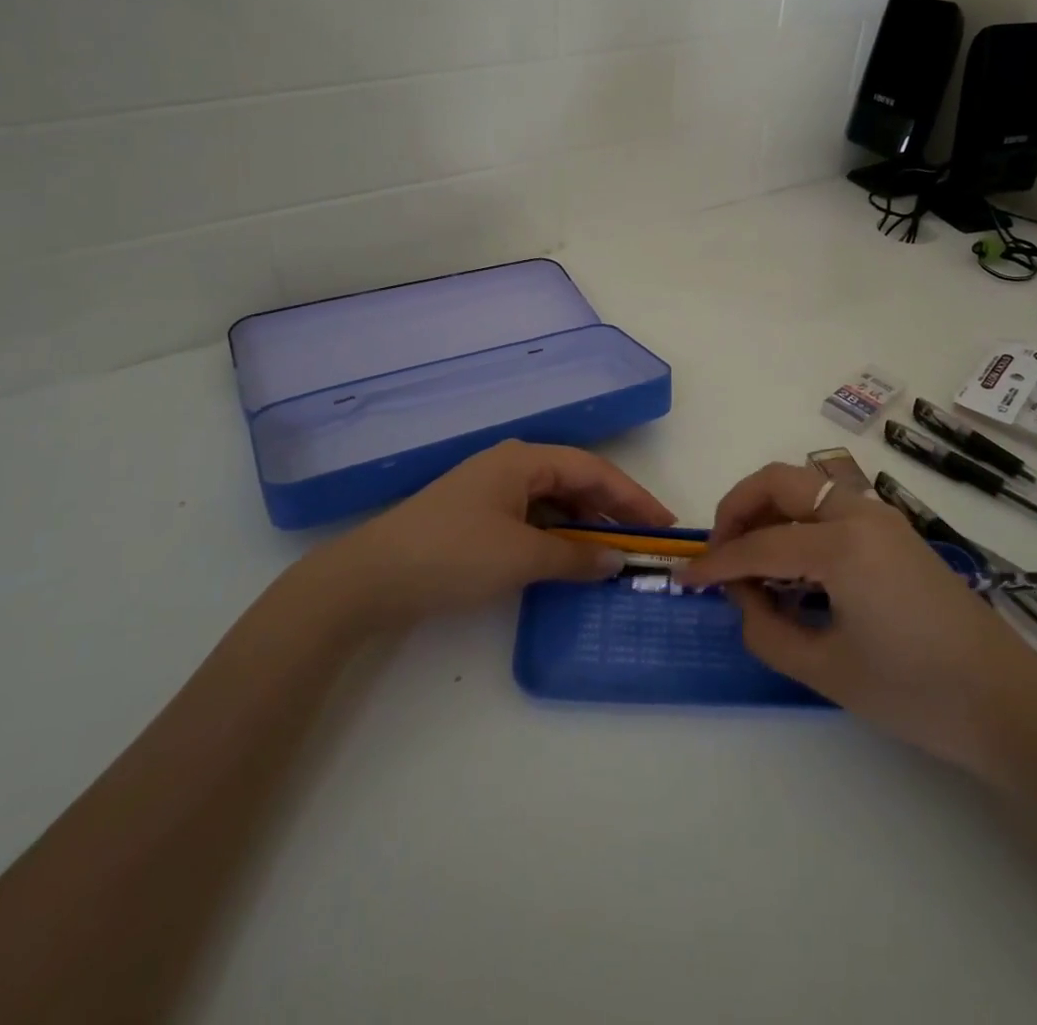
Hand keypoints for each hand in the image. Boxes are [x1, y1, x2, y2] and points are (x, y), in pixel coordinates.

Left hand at [313, 440, 674, 627]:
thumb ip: (576, 557)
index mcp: (525, 460)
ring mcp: (492, 490)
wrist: (370, 577)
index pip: (594, 471)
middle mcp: (511, 466)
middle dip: (613, 510)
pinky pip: (532, 518)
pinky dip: (557, 536)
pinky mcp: (477, 516)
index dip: (634, 497)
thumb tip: (617, 560)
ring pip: (554, 501)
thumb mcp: (521, 557)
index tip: (666, 525)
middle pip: (576, 481)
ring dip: (585, 525)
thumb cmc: (453, 555)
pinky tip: (569, 558)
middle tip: (646, 541)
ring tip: (615, 553)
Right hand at [682, 463, 1036, 774]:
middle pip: (780, 480)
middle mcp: (860, 514)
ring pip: (807, 486)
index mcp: (842, 546)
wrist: (1008, 704)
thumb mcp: (828, 671)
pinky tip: (792, 565)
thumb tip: (742, 598)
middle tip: (719, 550)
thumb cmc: (916, 694)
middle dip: (738, 507)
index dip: (716, 563)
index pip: (759, 545)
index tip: (685, 579)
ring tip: (750, 558)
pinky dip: (798, 521)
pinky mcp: (895, 532)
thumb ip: (767, 631)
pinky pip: (831, 507)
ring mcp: (882, 517)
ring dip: (769, 509)